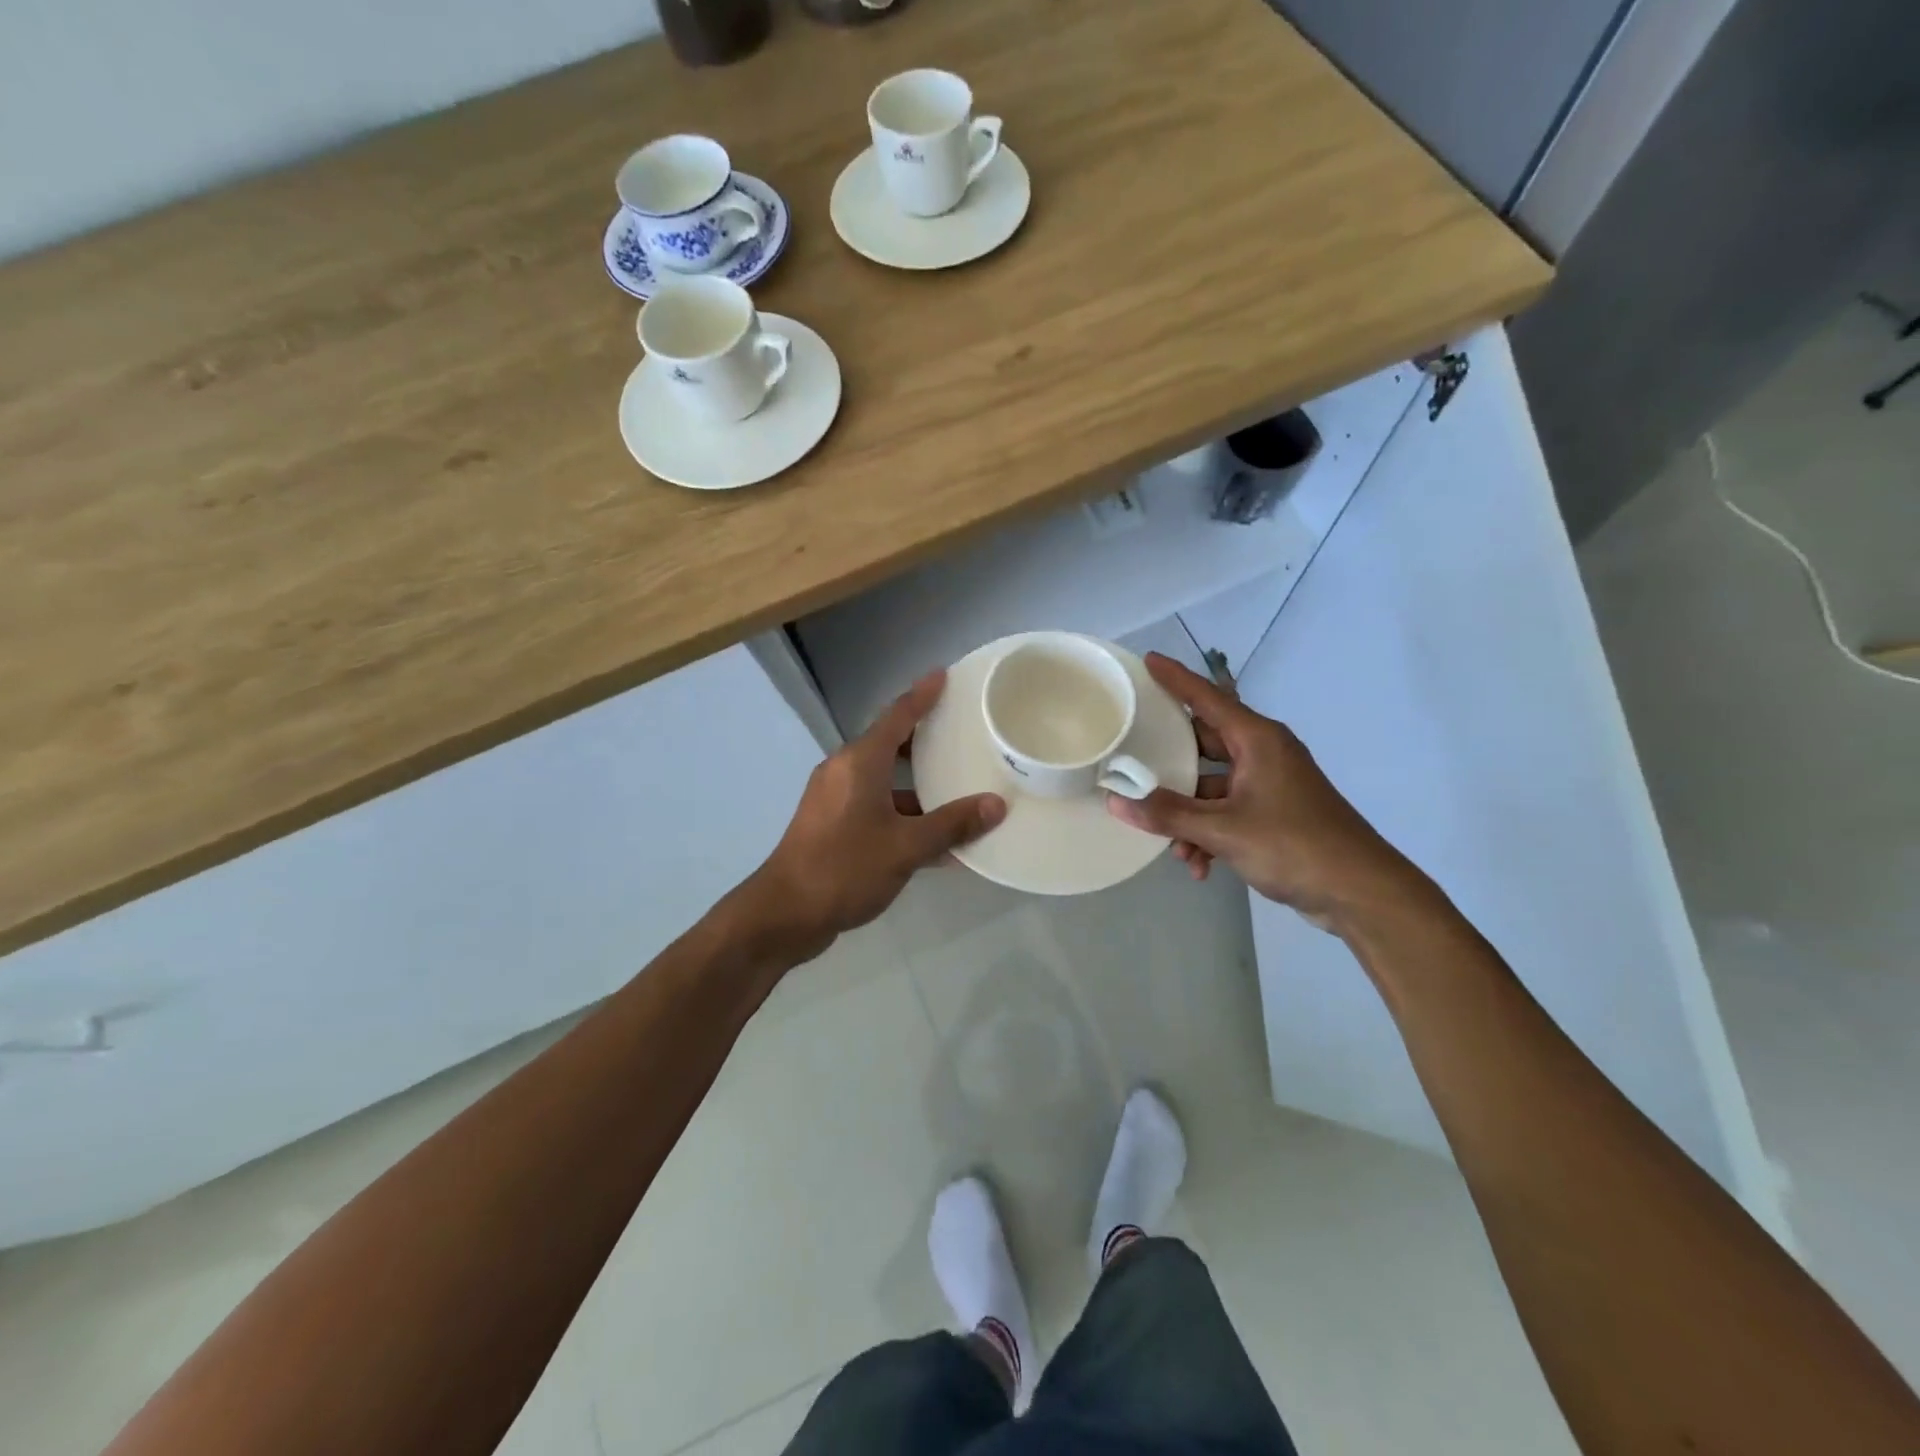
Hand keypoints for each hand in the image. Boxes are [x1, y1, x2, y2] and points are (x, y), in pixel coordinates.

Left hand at [748, 670, 1005, 956]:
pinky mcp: (831, 825)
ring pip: (883, 779)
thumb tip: (995, 805)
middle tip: (961, 732)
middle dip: (924, 739)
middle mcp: (844, 771)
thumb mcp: (906, 847)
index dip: (922, 695)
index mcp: (859, 762)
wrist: (785, 913)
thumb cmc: (845, 868)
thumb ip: (952, 824)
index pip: (897, 715)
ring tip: (958, 787)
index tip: (944, 675)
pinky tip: (934, 838)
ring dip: (917, 784)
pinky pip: (875, 806)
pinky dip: (903, 813)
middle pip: (890, 744)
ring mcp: (834, 799)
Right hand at [1106, 653, 1422, 929]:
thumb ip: (1168, 814)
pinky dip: (1209, 832)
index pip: (1207, 698)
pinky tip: (1199, 865)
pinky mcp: (1274, 812)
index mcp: (1256, 740)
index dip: (1175, 679)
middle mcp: (1262, 753)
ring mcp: (1269, 784)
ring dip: (1188, 813)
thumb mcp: (1223, 830)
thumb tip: (1116, 801)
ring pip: (1211, 785)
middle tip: (1131, 759)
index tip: (1147, 660)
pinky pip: (1227, 810)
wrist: (1360, 891)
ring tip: (1173, 845)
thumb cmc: (1294, 845)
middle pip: (1203, 743)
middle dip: (1169, 763)